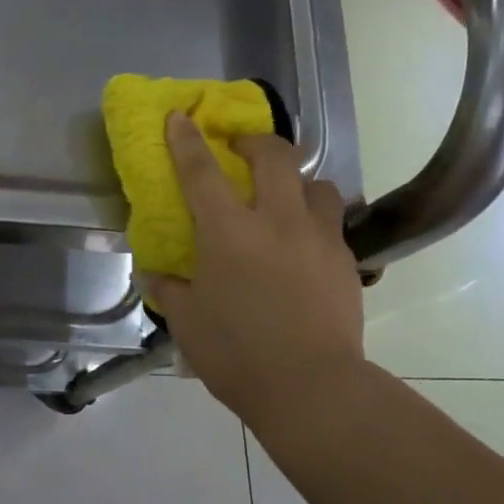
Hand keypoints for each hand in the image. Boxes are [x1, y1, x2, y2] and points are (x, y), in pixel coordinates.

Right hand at [148, 112, 363, 427]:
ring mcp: (318, 239)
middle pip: (274, 156)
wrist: (312, 388)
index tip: (180, 116)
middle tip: (241, 149)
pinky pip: (332, 223)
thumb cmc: (237, 354)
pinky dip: (314, 221)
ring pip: (317, 184)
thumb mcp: (188, 323)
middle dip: (255, 141)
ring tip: (284, 199)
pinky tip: (303, 247)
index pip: (202, 172)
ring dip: (297, 180)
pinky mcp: (346, 261)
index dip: (187, 140)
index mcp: (229, 232)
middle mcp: (277, 222)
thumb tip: (158, 276)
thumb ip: (170, 291)